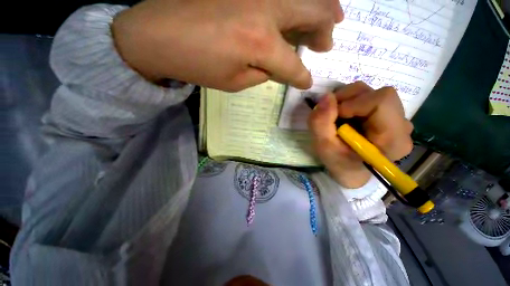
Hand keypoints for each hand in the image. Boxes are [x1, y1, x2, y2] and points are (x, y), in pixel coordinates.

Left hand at [112, 0, 342, 91]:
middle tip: (328, 42)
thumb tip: (277, 67)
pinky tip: (300, 8)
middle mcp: (266, 10)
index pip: (293, 66)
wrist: (159, 34)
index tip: (306, 83)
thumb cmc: (197, 65)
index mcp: (260, 44)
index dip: (302, 78)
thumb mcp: (235, 82)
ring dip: (321, 8)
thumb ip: (262, 73)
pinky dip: (297, 1)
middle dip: (325, 31)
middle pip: (313, 14)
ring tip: (331, 19)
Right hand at [308, 82, 413, 187]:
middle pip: (379, 94)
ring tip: (336, 117)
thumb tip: (325, 96)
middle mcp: (402, 126)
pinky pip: (369, 97)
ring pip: (372, 93)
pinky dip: (351, 102)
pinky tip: (344, 116)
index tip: (335, 116)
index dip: (353, 103)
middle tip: (332, 115)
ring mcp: (396, 119)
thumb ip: (321, 123)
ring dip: (347, 100)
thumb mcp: (324, 147)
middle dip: (348, 99)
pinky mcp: (387, 115)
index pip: (382, 101)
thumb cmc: (339, 164)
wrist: (350, 171)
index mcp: (393, 138)